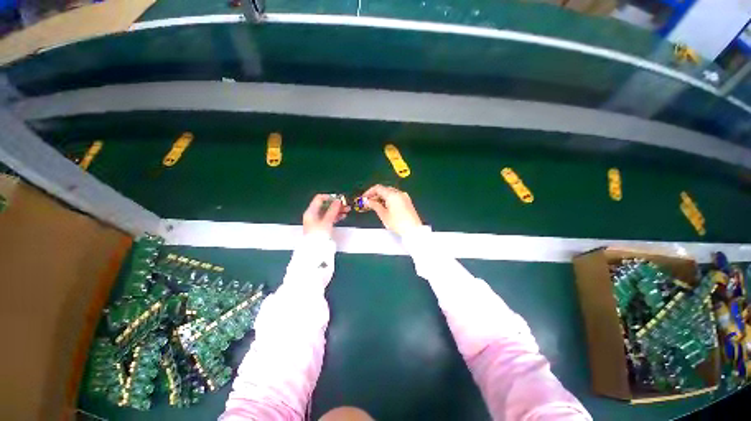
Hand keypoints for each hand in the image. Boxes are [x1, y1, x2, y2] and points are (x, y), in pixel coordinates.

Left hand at [302, 194, 349, 235]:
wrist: (315, 250)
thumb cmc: (319, 235)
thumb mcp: (327, 221)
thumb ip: (333, 210)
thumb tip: (338, 201)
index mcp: (311, 211)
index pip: (319, 198)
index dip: (330, 197)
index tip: (339, 199)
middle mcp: (313, 214)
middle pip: (325, 205)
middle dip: (336, 204)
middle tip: (346, 205)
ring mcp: (317, 220)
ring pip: (328, 211)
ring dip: (337, 210)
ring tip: (347, 210)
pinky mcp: (321, 226)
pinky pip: (329, 217)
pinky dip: (335, 216)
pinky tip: (343, 216)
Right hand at [363, 185, 421, 234]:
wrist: (413, 230)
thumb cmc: (398, 223)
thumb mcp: (383, 214)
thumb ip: (374, 205)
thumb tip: (368, 201)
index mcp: (392, 194)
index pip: (378, 188)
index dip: (369, 192)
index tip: (364, 198)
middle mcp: (399, 193)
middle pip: (384, 189)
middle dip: (375, 195)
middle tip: (368, 202)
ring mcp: (404, 197)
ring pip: (390, 193)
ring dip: (382, 197)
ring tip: (375, 206)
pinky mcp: (407, 201)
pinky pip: (395, 197)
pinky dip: (388, 199)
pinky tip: (384, 207)